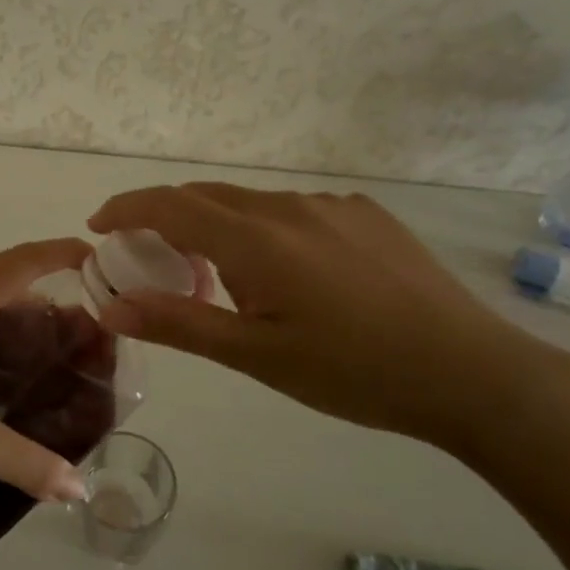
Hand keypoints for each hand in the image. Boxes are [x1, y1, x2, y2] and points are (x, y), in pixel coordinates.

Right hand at [88, 184, 554, 447]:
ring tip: (216, 274)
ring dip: (215, 226)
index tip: (98, 227)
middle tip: (148, 257)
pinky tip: (284, 272)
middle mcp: (289, 206)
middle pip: (205, 197)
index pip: (169, 205)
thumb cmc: (353, 372)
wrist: (472, 372)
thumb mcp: (256, 356)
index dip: (125, 209)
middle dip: (164, 218)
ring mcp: (332, 205)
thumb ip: (178, 323)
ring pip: (250, 204)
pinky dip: (262, 229)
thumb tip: (108, 306)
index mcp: (256, 239)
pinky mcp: (365, 215)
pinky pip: (293, 210)